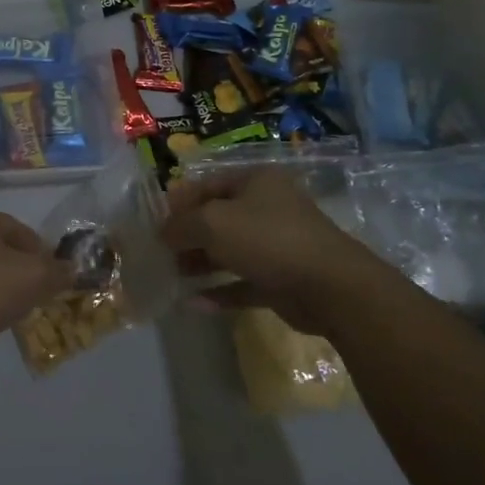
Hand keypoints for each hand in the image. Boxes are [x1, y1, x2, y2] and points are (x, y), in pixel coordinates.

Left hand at [0, 210, 73, 353]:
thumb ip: (57, 271)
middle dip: (22, 272)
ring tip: (16, 311)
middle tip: (38, 293)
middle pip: (1, 251)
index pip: (20, 229)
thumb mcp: (34, 277)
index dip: (42, 250)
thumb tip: (72, 269)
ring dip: (1, 289)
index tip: (55, 274)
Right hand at [160, 167, 387, 334]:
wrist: (330, 287)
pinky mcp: (281, 280)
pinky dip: (220, 291)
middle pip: (218, 218)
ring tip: (173, 276)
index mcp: (255, 182)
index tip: (154, 222)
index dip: (179, 202)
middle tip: (161, 252)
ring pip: (229, 251)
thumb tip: (163, 233)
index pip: (207, 185)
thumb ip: (181, 225)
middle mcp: (267, 208)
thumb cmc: (267, 239)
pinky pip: (243, 282)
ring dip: (201, 263)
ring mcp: (276, 245)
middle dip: (188, 235)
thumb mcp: (212, 223)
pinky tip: (193, 303)